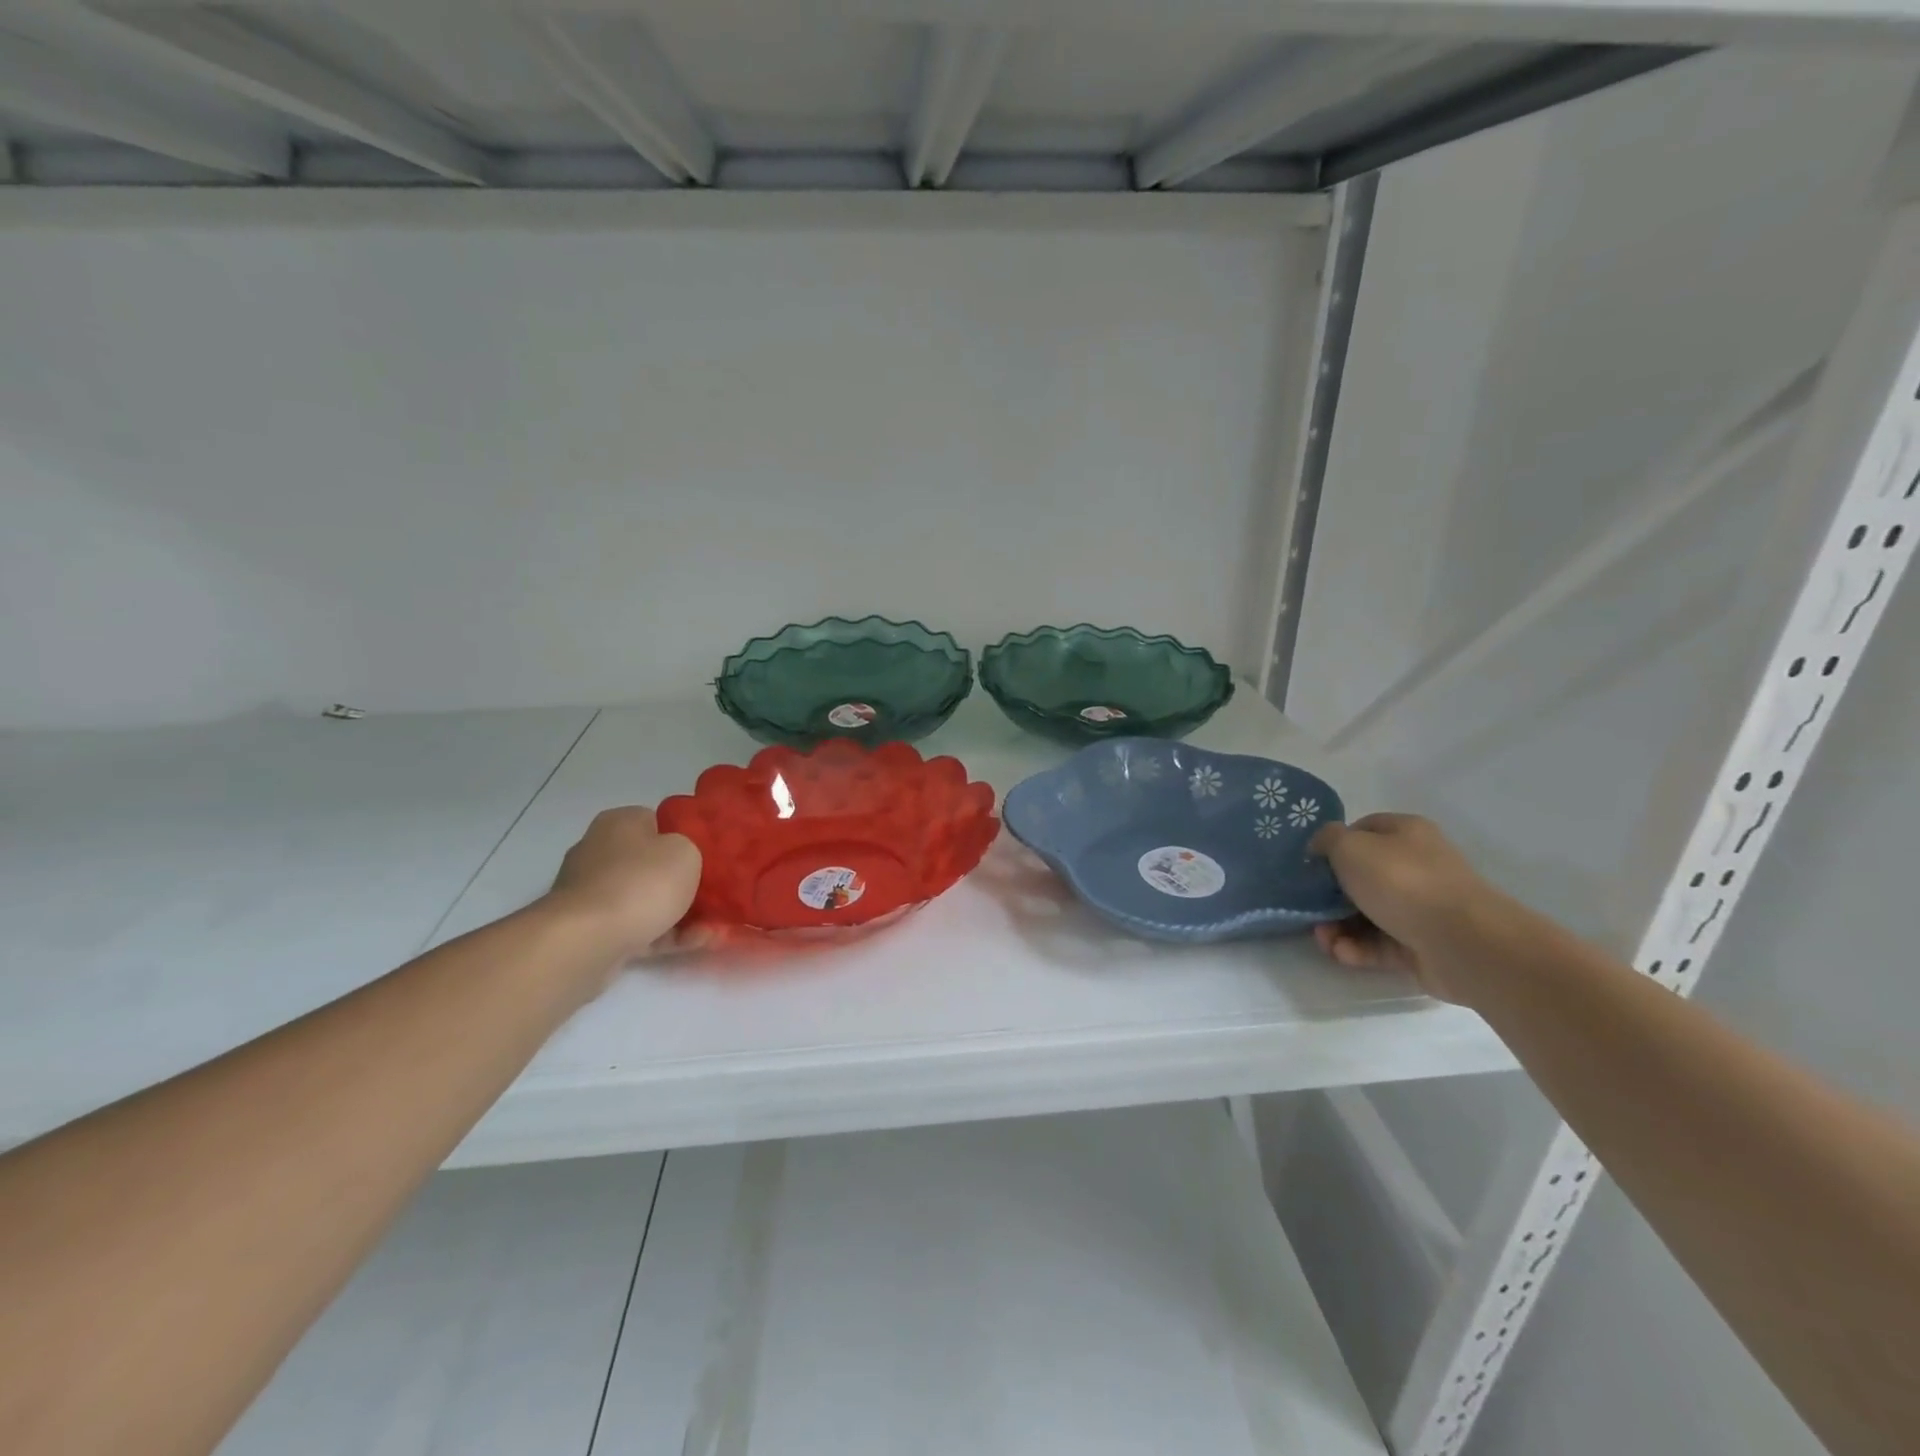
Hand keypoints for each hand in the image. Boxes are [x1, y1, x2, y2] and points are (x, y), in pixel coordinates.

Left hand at [545, 807, 701, 962]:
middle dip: (683, 881)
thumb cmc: (640, 883)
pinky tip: (699, 943)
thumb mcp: (685, 852)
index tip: (707, 856)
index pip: (657, 822)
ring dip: (682, 914)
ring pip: (648, 900)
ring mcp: (594, 894)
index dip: (684, 838)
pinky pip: (640, 928)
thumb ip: (690, 849)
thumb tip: (678, 859)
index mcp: (619, 823)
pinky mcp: (593, 931)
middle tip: (716, 894)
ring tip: (717, 929)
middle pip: (652, 864)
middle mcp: (601, 852)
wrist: (587, 941)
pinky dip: (668, 935)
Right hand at [1308, 813, 1510, 1003]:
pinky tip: (1342, 953)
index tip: (1311, 865)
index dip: (1333, 845)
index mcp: (1405, 834)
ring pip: (1367, 914)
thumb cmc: (1401, 882)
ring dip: (1338, 927)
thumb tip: (1322, 846)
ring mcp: (1421, 908)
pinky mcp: (1421, 945)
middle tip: (1310, 909)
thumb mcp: (1350, 847)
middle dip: (1329, 896)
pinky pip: (1381, 944)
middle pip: (1361, 877)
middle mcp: (1416, 867)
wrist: (1462, 941)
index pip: (1362, 830)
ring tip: (1324, 940)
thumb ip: (1328, 839)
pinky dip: (1358, 949)